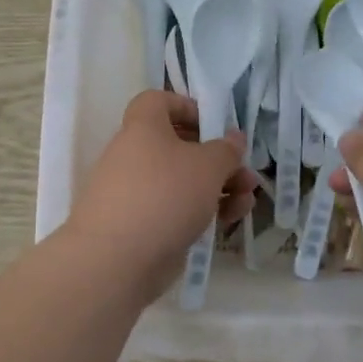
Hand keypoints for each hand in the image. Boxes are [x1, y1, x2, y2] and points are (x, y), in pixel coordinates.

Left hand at [61, 91, 259, 301]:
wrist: (116, 260)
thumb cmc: (164, 195)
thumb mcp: (208, 166)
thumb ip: (226, 150)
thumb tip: (233, 139)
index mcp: (143, 128)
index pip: (158, 101)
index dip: (186, 107)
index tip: (214, 125)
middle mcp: (135, 155)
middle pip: (179, 146)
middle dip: (217, 159)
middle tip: (244, 173)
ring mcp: (136, 193)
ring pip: (182, 181)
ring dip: (218, 188)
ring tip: (246, 202)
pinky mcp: (141, 225)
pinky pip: (176, 209)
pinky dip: (202, 211)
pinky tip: (229, 221)